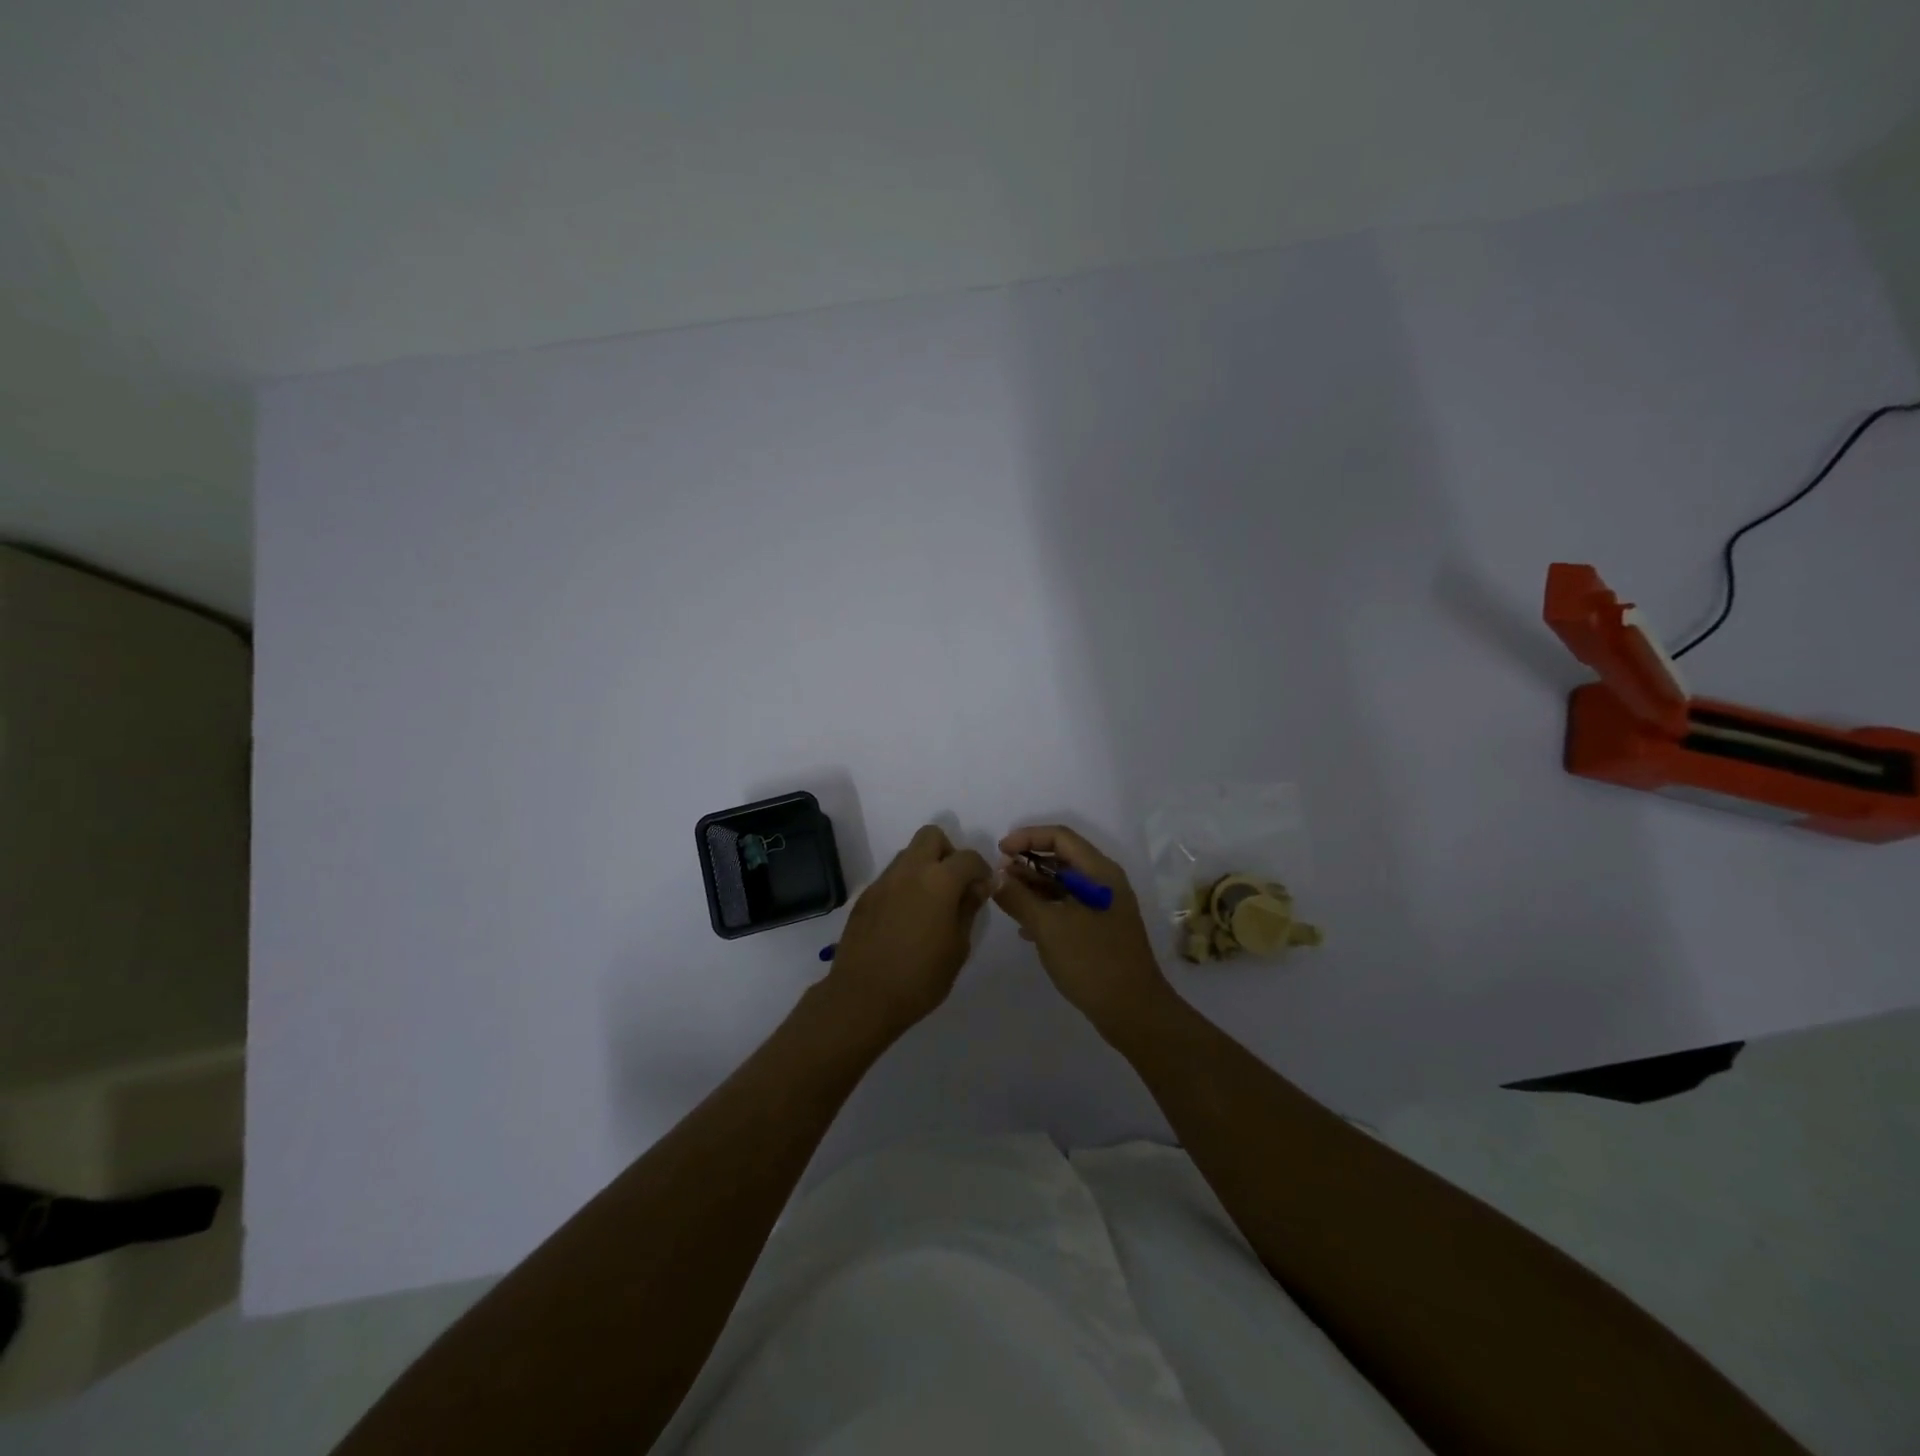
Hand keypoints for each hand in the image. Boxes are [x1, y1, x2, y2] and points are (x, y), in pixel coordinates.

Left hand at [823, 825, 992, 1040]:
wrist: (862, 997)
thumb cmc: (920, 977)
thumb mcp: (958, 947)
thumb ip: (969, 908)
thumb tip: (978, 885)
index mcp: (938, 880)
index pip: (968, 857)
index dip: (981, 870)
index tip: (982, 890)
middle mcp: (909, 870)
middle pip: (931, 836)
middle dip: (948, 853)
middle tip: (954, 885)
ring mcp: (883, 881)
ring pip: (909, 854)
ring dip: (924, 867)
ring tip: (930, 904)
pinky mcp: (865, 896)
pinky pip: (891, 877)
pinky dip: (905, 885)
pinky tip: (906, 918)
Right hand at [992, 824, 1171, 1031]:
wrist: (1133, 1011)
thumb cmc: (1091, 961)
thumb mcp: (1049, 927)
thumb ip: (1019, 898)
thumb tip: (995, 877)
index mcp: (1099, 872)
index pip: (1060, 837)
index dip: (1027, 837)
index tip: (1000, 851)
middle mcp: (1104, 883)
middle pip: (1062, 859)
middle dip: (1028, 863)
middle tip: (999, 877)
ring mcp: (1104, 907)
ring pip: (1064, 885)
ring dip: (1034, 888)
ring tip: (1006, 899)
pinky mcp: (1100, 930)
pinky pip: (1068, 908)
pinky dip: (1046, 910)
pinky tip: (1024, 928)